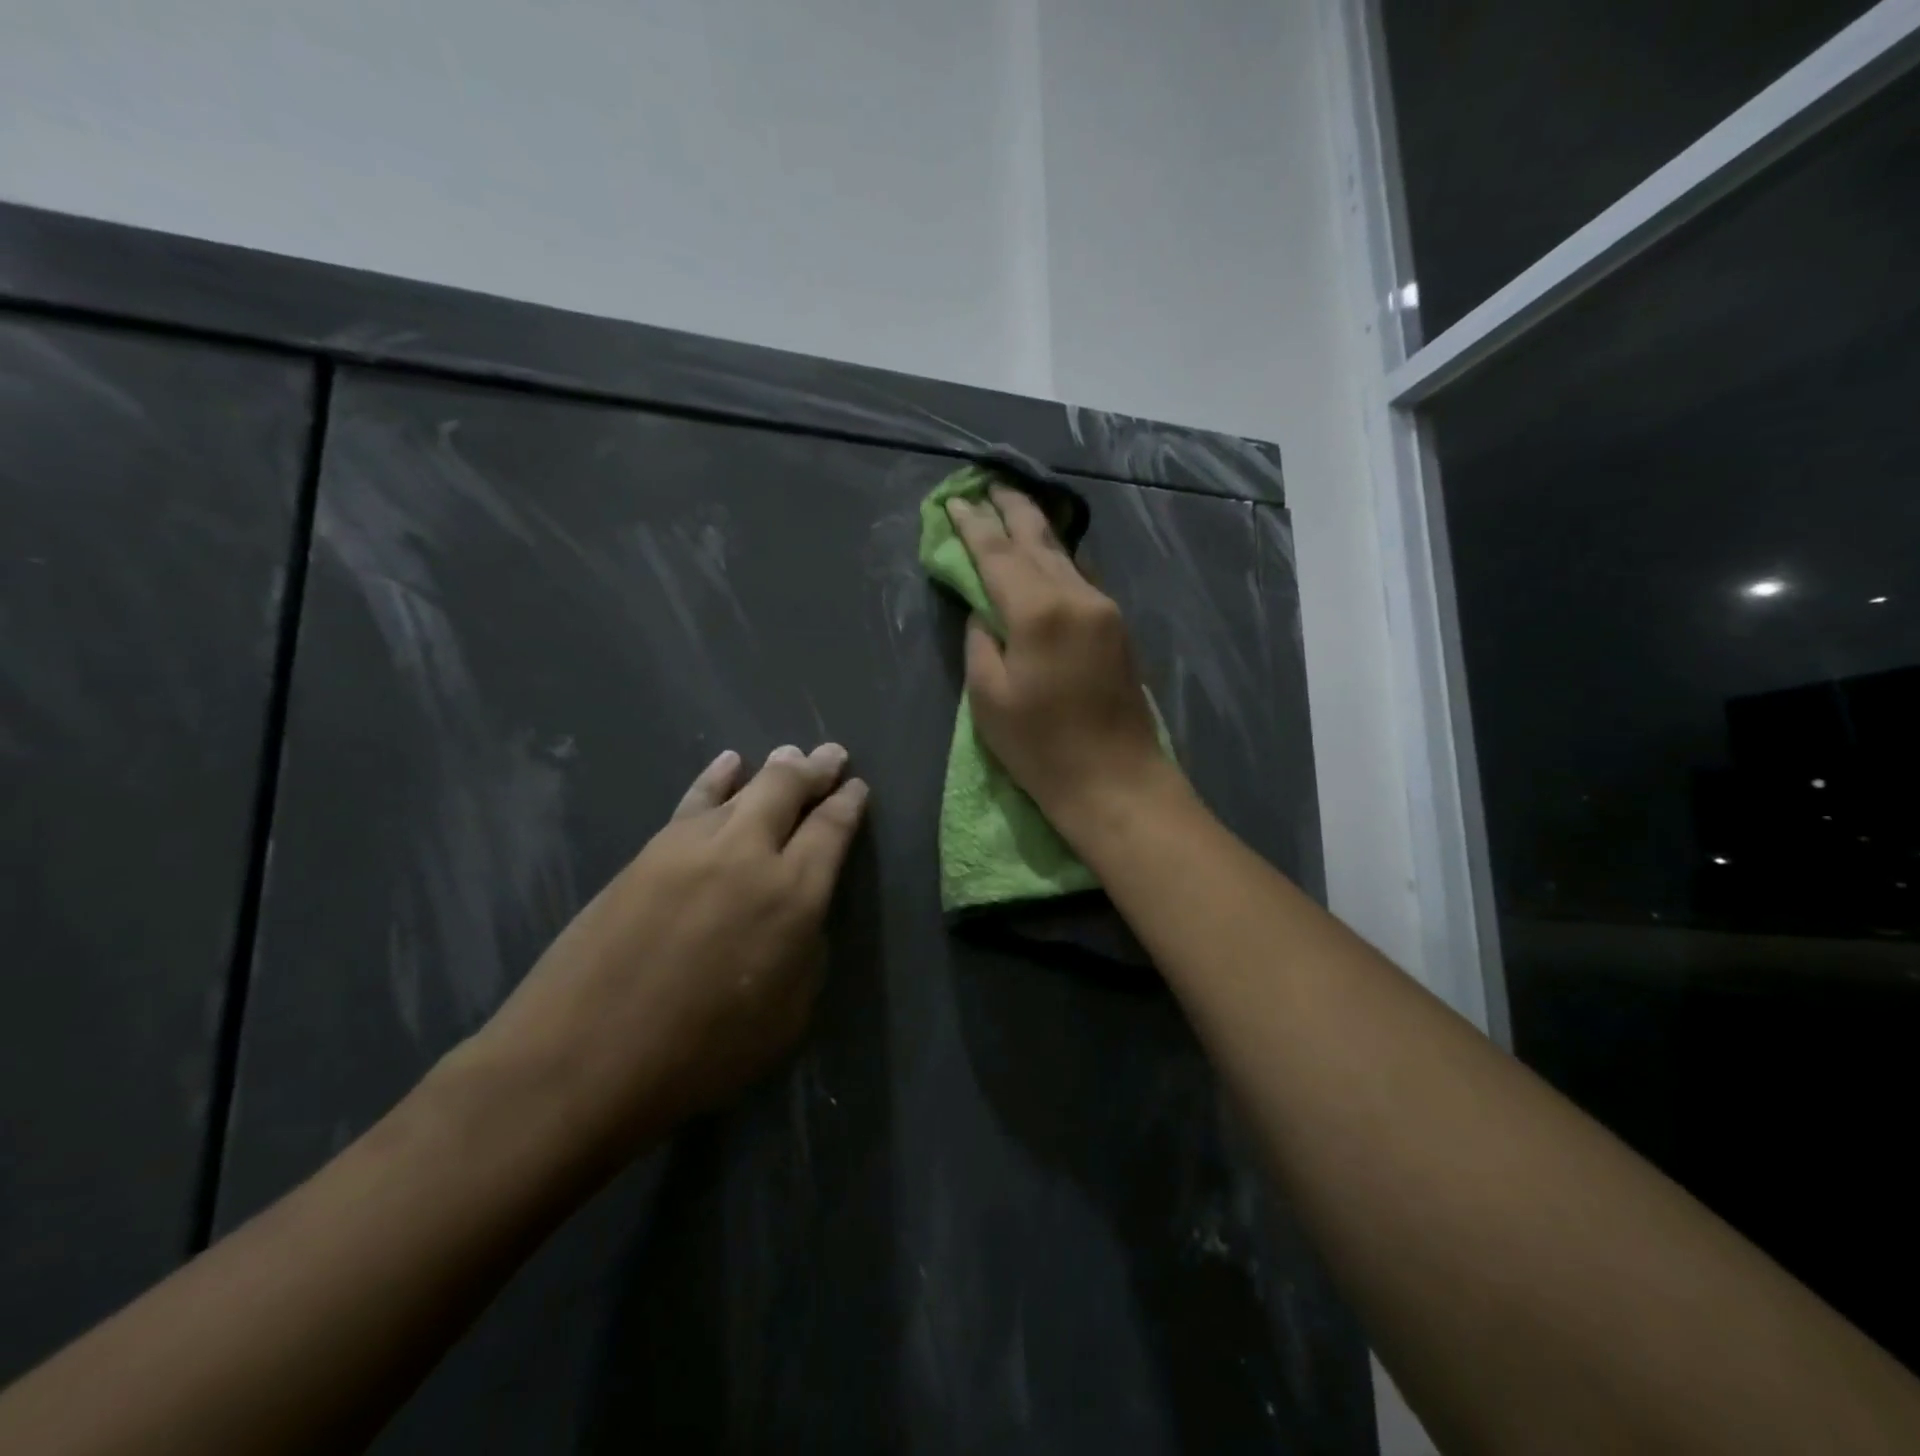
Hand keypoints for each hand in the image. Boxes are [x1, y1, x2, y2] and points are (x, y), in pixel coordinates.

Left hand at [458, 743, 867, 1166]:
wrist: (582, 1059)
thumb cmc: (700, 1054)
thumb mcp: (787, 1015)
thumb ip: (805, 948)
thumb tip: (799, 911)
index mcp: (794, 895)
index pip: (832, 828)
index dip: (848, 803)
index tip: (857, 787)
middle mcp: (749, 854)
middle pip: (789, 789)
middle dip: (816, 769)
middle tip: (832, 755)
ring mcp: (694, 845)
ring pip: (744, 787)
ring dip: (773, 769)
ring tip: (790, 756)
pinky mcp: (650, 851)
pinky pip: (695, 799)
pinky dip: (718, 777)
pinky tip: (729, 763)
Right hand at [946, 486, 1170, 827]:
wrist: (1116, 780)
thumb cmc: (1041, 748)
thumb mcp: (989, 698)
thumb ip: (981, 641)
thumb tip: (985, 610)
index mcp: (1038, 611)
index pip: (997, 553)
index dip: (972, 526)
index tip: (955, 500)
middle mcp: (1077, 596)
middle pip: (1039, 539)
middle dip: (1012, 508)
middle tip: (991, 483)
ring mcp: (1104, 608)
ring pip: (1065, 555)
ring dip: (1039, 529)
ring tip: (1016, 507)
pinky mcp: (1118, 626)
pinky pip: (1082, 576)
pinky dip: (1060, 557)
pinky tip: (1051, 552)